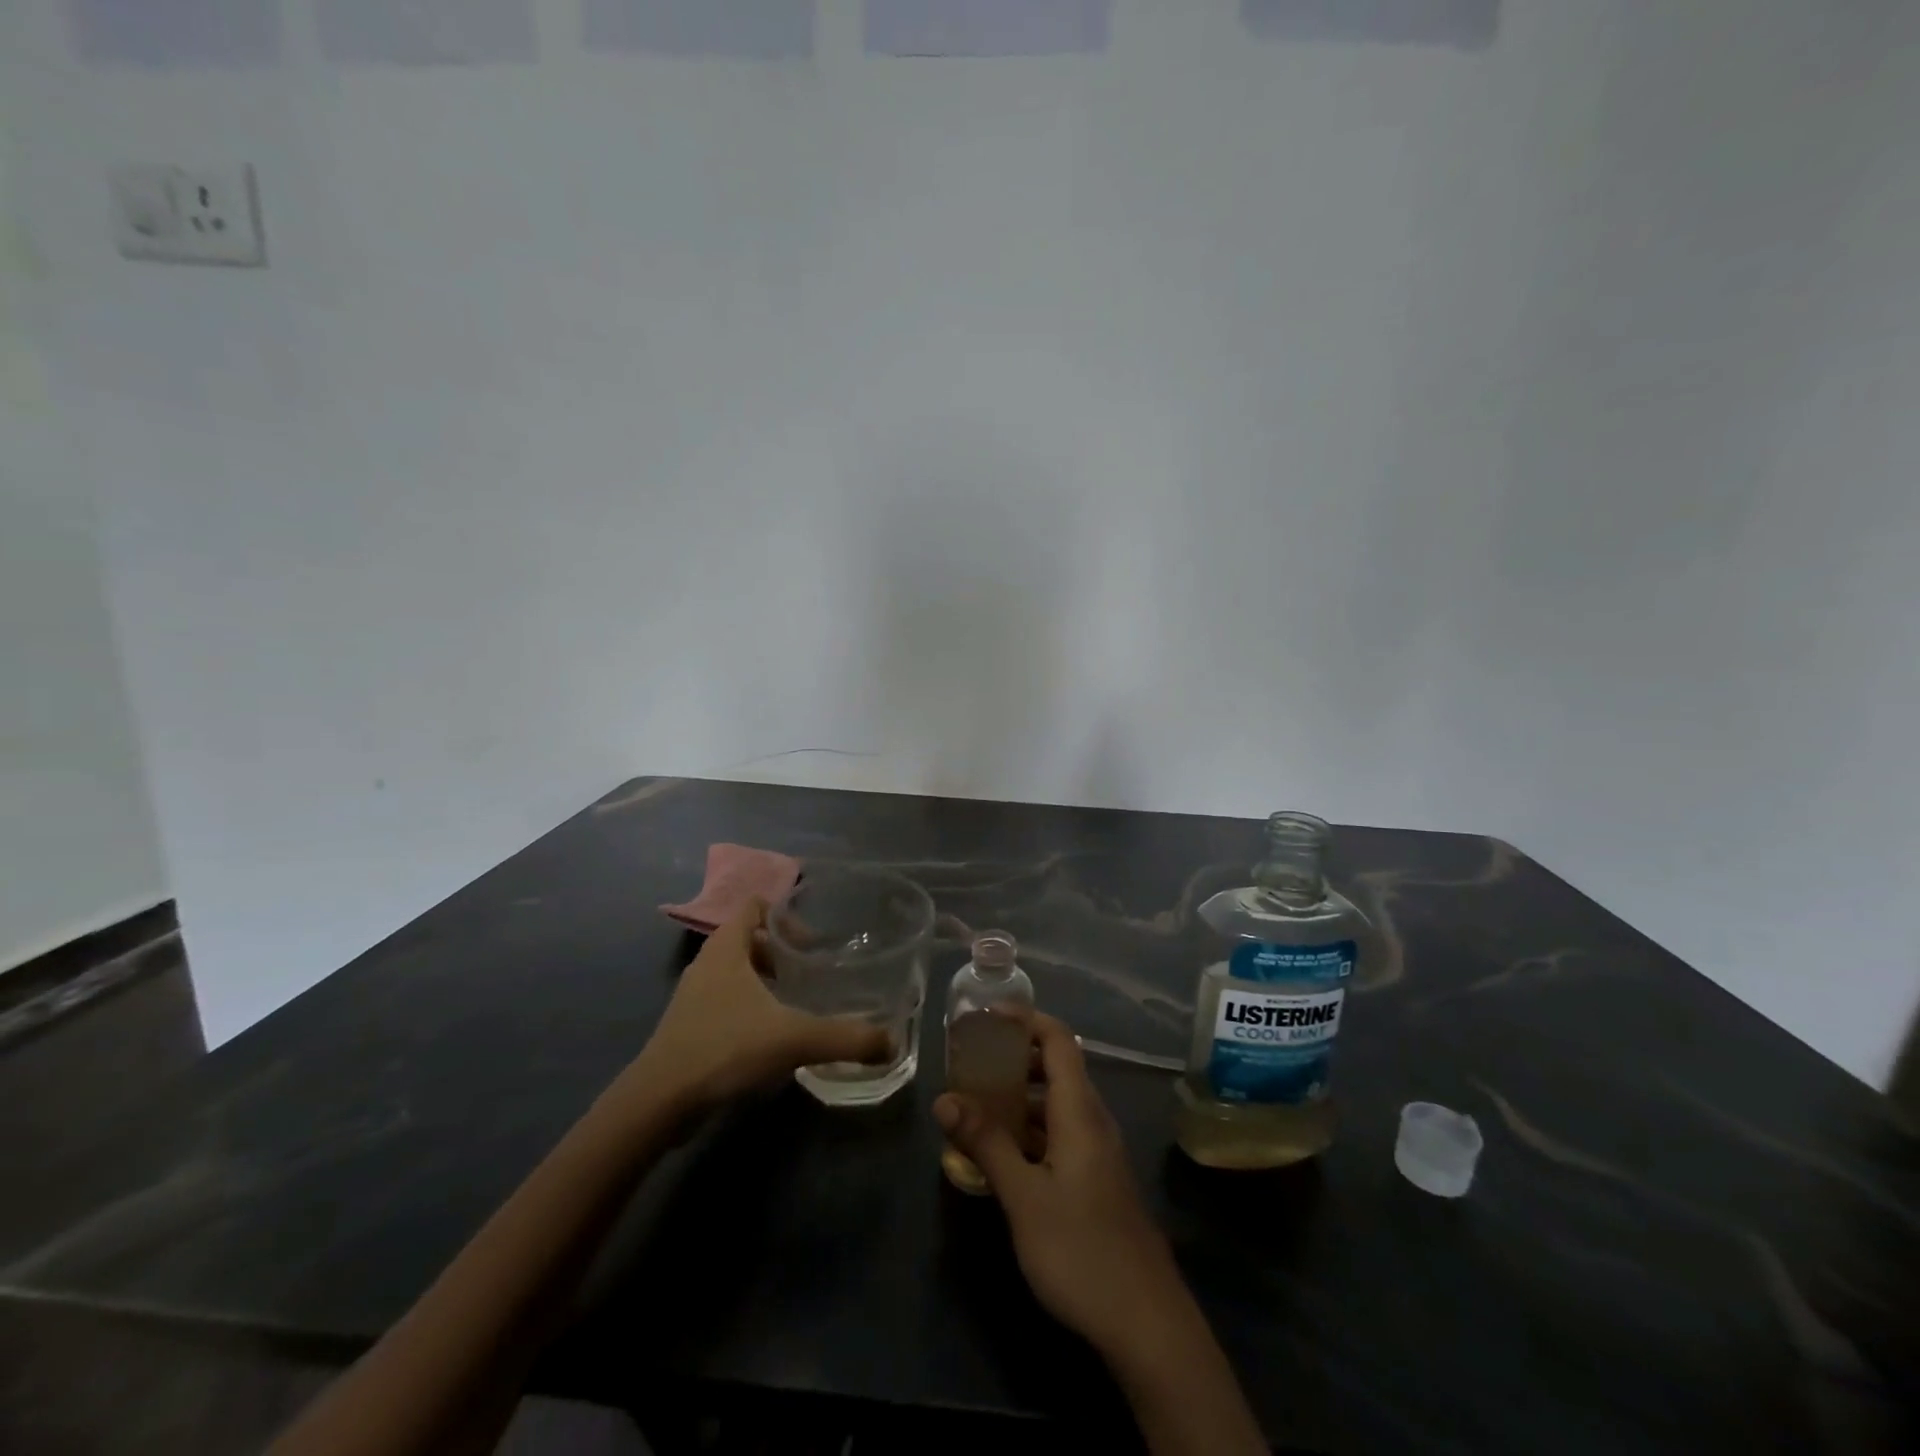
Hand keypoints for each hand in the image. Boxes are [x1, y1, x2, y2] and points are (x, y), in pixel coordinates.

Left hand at [623, 898, 890, 1115]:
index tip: (813, 940)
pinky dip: (750, 1008)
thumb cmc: (725, 1049)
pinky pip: (725, 1002)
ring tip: (798, 1002)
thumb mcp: (794, 1038)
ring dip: (765, 981)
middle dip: (781, 951)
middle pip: (747, 939)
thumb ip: (845, 1038)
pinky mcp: (688, 1029)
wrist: (658, 1104)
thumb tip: (892, 1042)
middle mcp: (707, 965)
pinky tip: (772, 1036)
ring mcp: (693, 998)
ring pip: (736, 973)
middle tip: (812, 971)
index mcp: (726, 949)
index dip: (784, 914)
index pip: (754, 906)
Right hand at [934, 1014, 1186, 1356]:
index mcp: (1080, 1111)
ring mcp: (1100, 1151)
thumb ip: (986, 1143)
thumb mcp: (1023, 1197)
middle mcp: (1094, 1120)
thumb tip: (944, 1098)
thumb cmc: (1081, 1251)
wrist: (1147, 1324)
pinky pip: (1062, 1132)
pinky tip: (1004, 1151)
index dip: (1026, 1018)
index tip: (987, 1015)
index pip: (1058, 1039)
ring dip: (1022, 1094)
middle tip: (973, 1060)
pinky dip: (1032, 1126)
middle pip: (1058, 1066)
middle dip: (1016, 1055)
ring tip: (979, 1102)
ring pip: (1059, 1103)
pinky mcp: (1098, 1179)